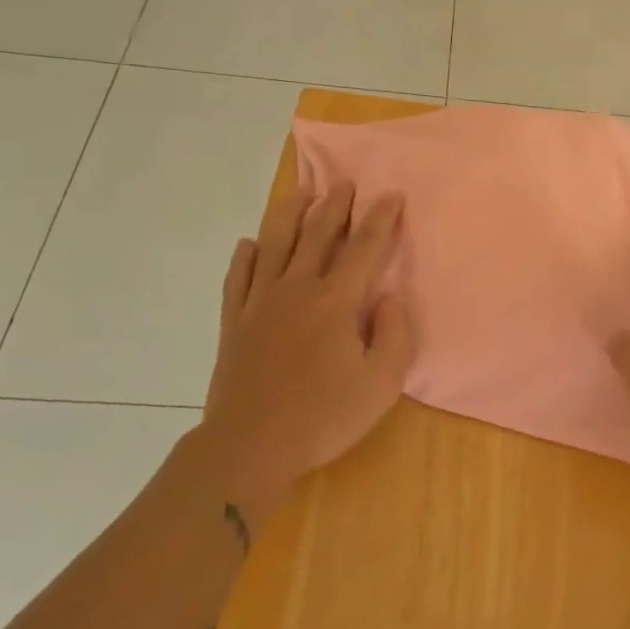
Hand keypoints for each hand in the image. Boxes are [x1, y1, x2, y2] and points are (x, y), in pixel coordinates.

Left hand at [197, 185, 416, 516]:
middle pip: (317, 234)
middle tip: (343, 182)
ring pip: (274, 244)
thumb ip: (395, 334)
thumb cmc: (323, 416)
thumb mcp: (381, 383)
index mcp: (336, 301)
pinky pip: (238, 277)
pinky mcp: (235, 321)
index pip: (364, 247)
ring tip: (300, 192)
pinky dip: (245, 256)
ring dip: (289, 213)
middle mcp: (298, 289)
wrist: (250, 446)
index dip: (381, 218)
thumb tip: (389, 298)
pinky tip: (249, 244)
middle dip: (334, 204)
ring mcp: (261, 302)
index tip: (391, 195)